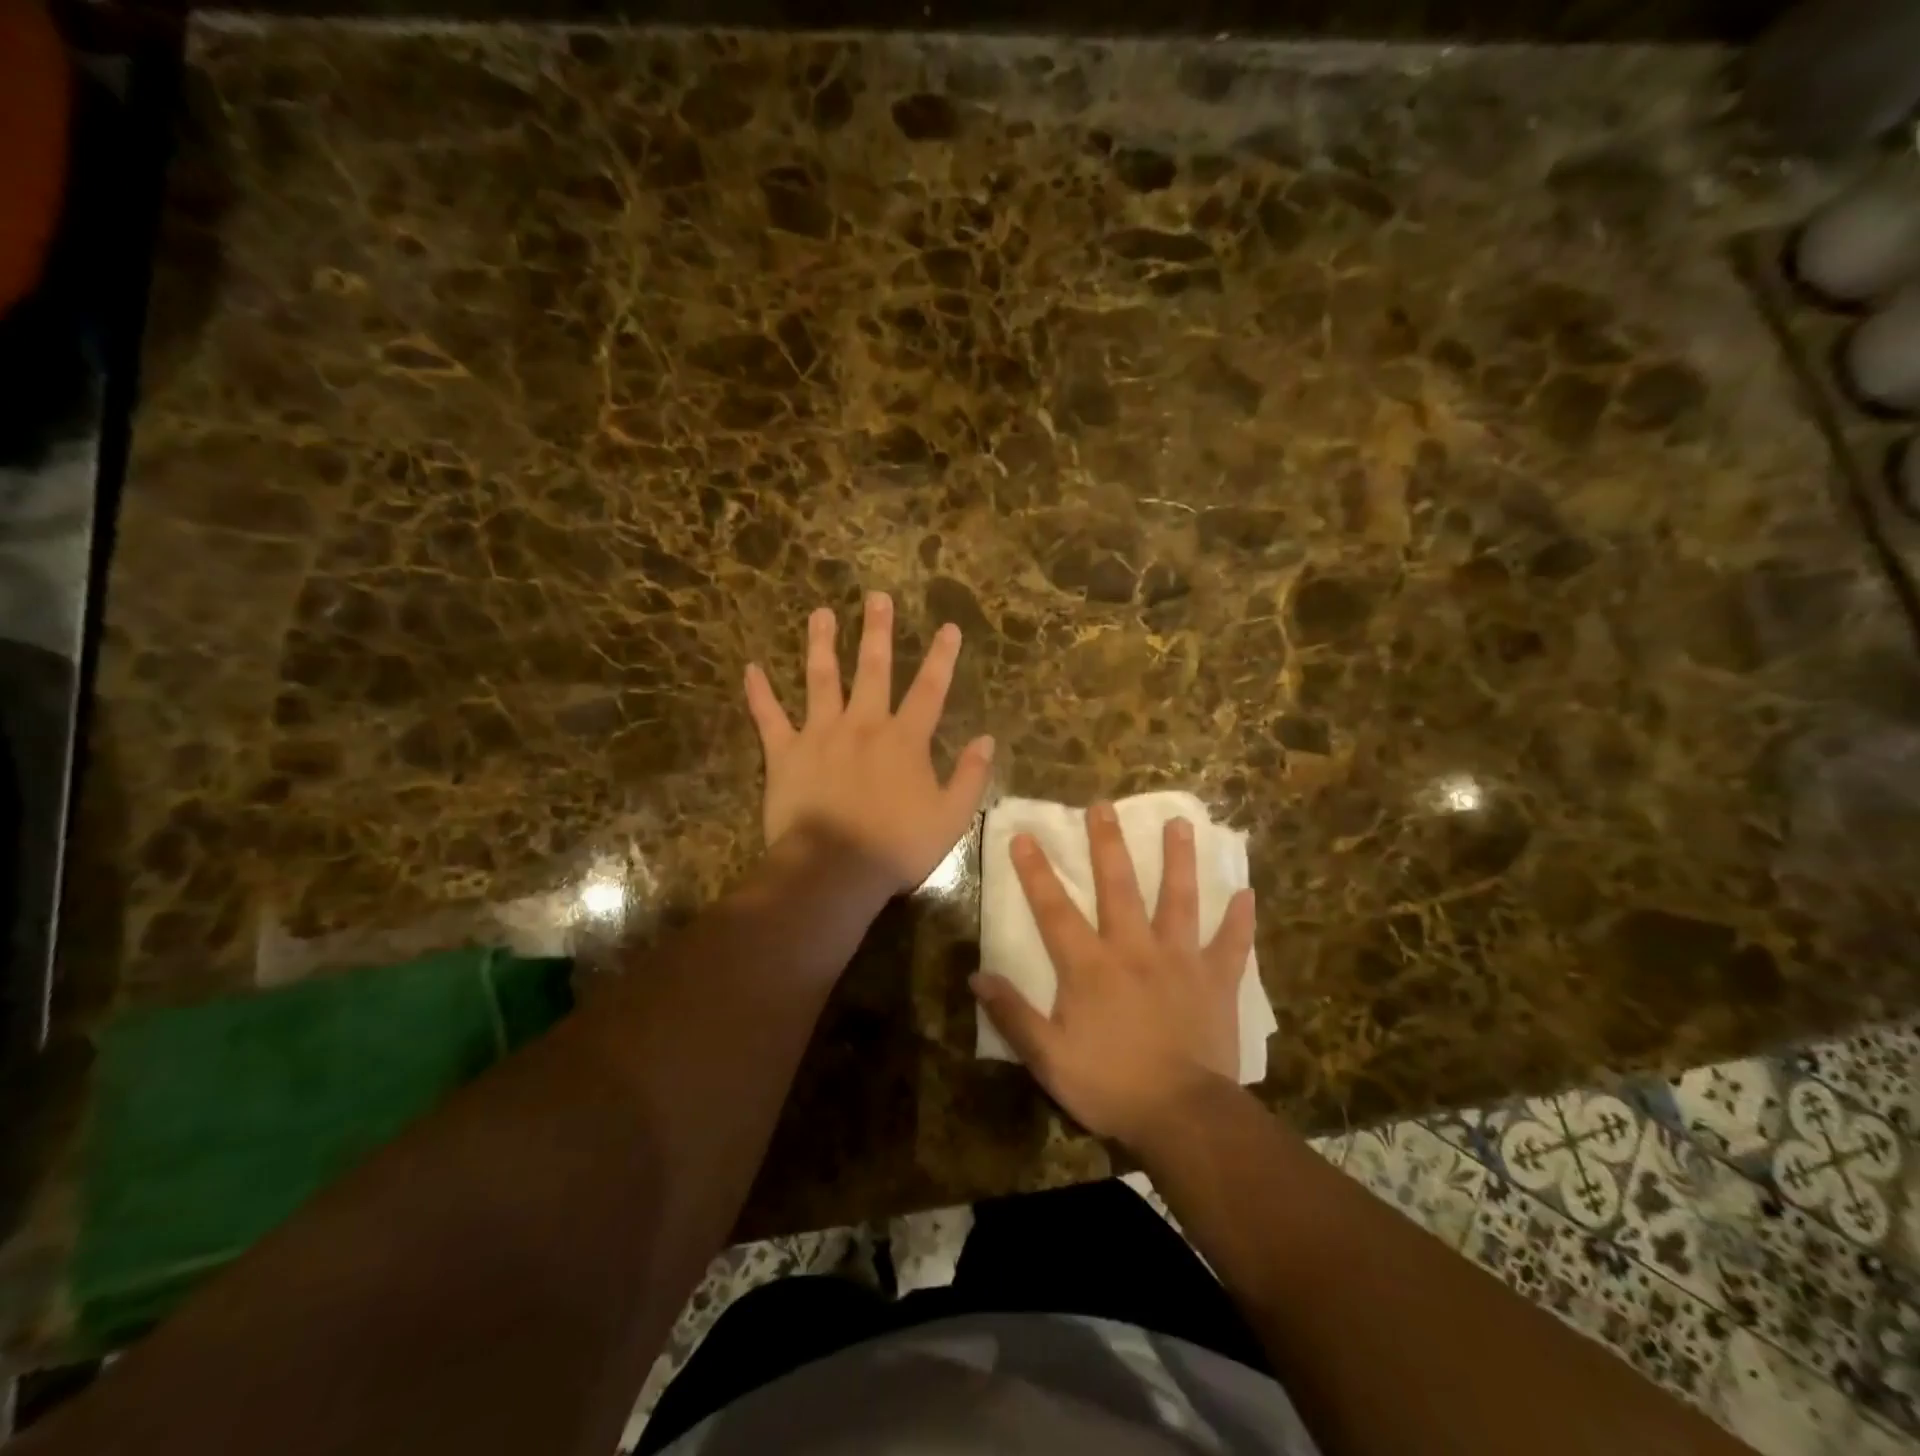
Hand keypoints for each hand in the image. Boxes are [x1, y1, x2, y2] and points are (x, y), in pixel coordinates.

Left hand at [744, 592, 995, 896]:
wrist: (834, 869)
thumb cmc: (896, 846)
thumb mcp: (951, 817)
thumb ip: (971, 776)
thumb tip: (987, 739)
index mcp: (904, 740)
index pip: (930, 689)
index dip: (942, 657)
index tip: (949, 627)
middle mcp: (864, 725)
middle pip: (873, 669)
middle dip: (877, 631)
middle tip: (876, 597)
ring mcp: (820, 734)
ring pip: (821, 679)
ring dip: (821, 644)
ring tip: (820, 614)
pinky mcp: (785, 753)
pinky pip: (769, 718)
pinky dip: (759, 694)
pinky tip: (751, 669)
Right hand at [971, 802, 1256, 1148]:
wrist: (1182, 1117)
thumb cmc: (1110, 1086)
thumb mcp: (1048, 1059)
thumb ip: (1013, 1015)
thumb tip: (977, 976)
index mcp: (1090, 966)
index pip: (1055, 909)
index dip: (1036, 871)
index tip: (1024, 835)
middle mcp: (1134, 949)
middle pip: (1118, 886)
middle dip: (1108, 844)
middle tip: (1104, 806)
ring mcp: (1180, 960)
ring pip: (1179, 899)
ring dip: (1178, 860)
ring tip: (1180, 823)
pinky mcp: (1215, 981)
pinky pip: (1231, 944)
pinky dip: (1240, 919)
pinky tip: (1248, 893)